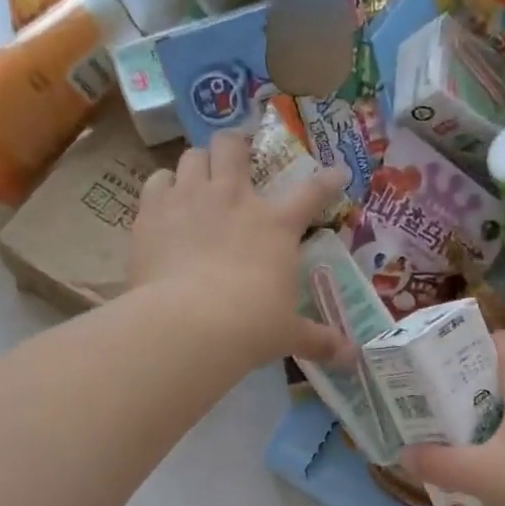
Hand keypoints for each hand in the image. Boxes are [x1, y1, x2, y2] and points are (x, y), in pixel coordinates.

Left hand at [129, 133, 351, 364]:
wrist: (190, 324)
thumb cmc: (250, 326)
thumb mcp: (288, 333)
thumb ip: (318, 340)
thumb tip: (352, 359)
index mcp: (276, 226)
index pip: (311, 193)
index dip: (327, 181)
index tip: (337, 172)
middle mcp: (234, 198)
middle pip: (233, 147)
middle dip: (236, 146)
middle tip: (236, 157)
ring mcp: (191, 198)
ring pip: (192, 156)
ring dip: (197, 165)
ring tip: (196, 180)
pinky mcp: (153, 211)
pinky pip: (156, 180)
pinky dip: (161, 187)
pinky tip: (163, 203)